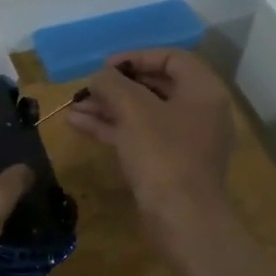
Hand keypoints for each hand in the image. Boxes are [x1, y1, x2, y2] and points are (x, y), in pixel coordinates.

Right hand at [65, 49, 233, 232]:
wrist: (182, 218)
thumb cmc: (163, 154)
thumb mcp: (134, 110)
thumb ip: (113, 85)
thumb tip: (99, 77)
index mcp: (202, 91)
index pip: (171, 58)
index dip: (135, 56)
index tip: (105, 66)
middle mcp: (198, 112)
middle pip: (154, 86)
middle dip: (115, 86)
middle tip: (87, 88)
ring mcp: (184, 140)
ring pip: (141, 114)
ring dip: (107, 108)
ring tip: (72, 107)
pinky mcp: (168, 164)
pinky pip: (138, 136)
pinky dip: (112, 128)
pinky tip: (79, 124)